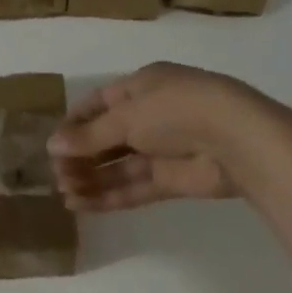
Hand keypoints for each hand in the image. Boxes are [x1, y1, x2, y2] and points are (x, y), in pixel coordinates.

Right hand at [47, 62, 261, 211]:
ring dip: (92, 178)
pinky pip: (135, 187)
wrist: (238, 140)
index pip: (100, 104)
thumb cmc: (176, 110)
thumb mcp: (127, 116)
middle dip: (81, 156)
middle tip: (56, 175)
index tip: (53, 144)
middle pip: (107, 137)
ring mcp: (163, 149)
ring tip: (64, 194)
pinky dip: (109, 196)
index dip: (75, 123)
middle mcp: (151, 115)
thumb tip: (52, 145)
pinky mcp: (173, 180)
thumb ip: (90, 135)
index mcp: (142, 86)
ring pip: (119, 165)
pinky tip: (82, 206)